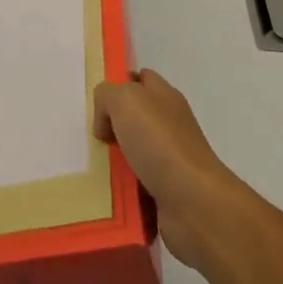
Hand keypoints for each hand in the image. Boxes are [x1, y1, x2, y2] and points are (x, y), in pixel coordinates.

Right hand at [92, 69, 250, 269]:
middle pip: (133, 120)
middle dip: (109, 129)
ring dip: (111, 165)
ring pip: (130, 156)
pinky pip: (134, 189)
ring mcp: (169, 161)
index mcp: (165, 97)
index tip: (97, 104)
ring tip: (90, 171)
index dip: (119, 85)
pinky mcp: (165, 194)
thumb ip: (107, 96)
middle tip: (88, 140)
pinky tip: (104, 198)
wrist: (194, 203)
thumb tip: (106, 122)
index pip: (141, 80)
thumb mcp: (126, 100)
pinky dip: (120, 193)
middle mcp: (169, 126)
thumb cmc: (160, 143)